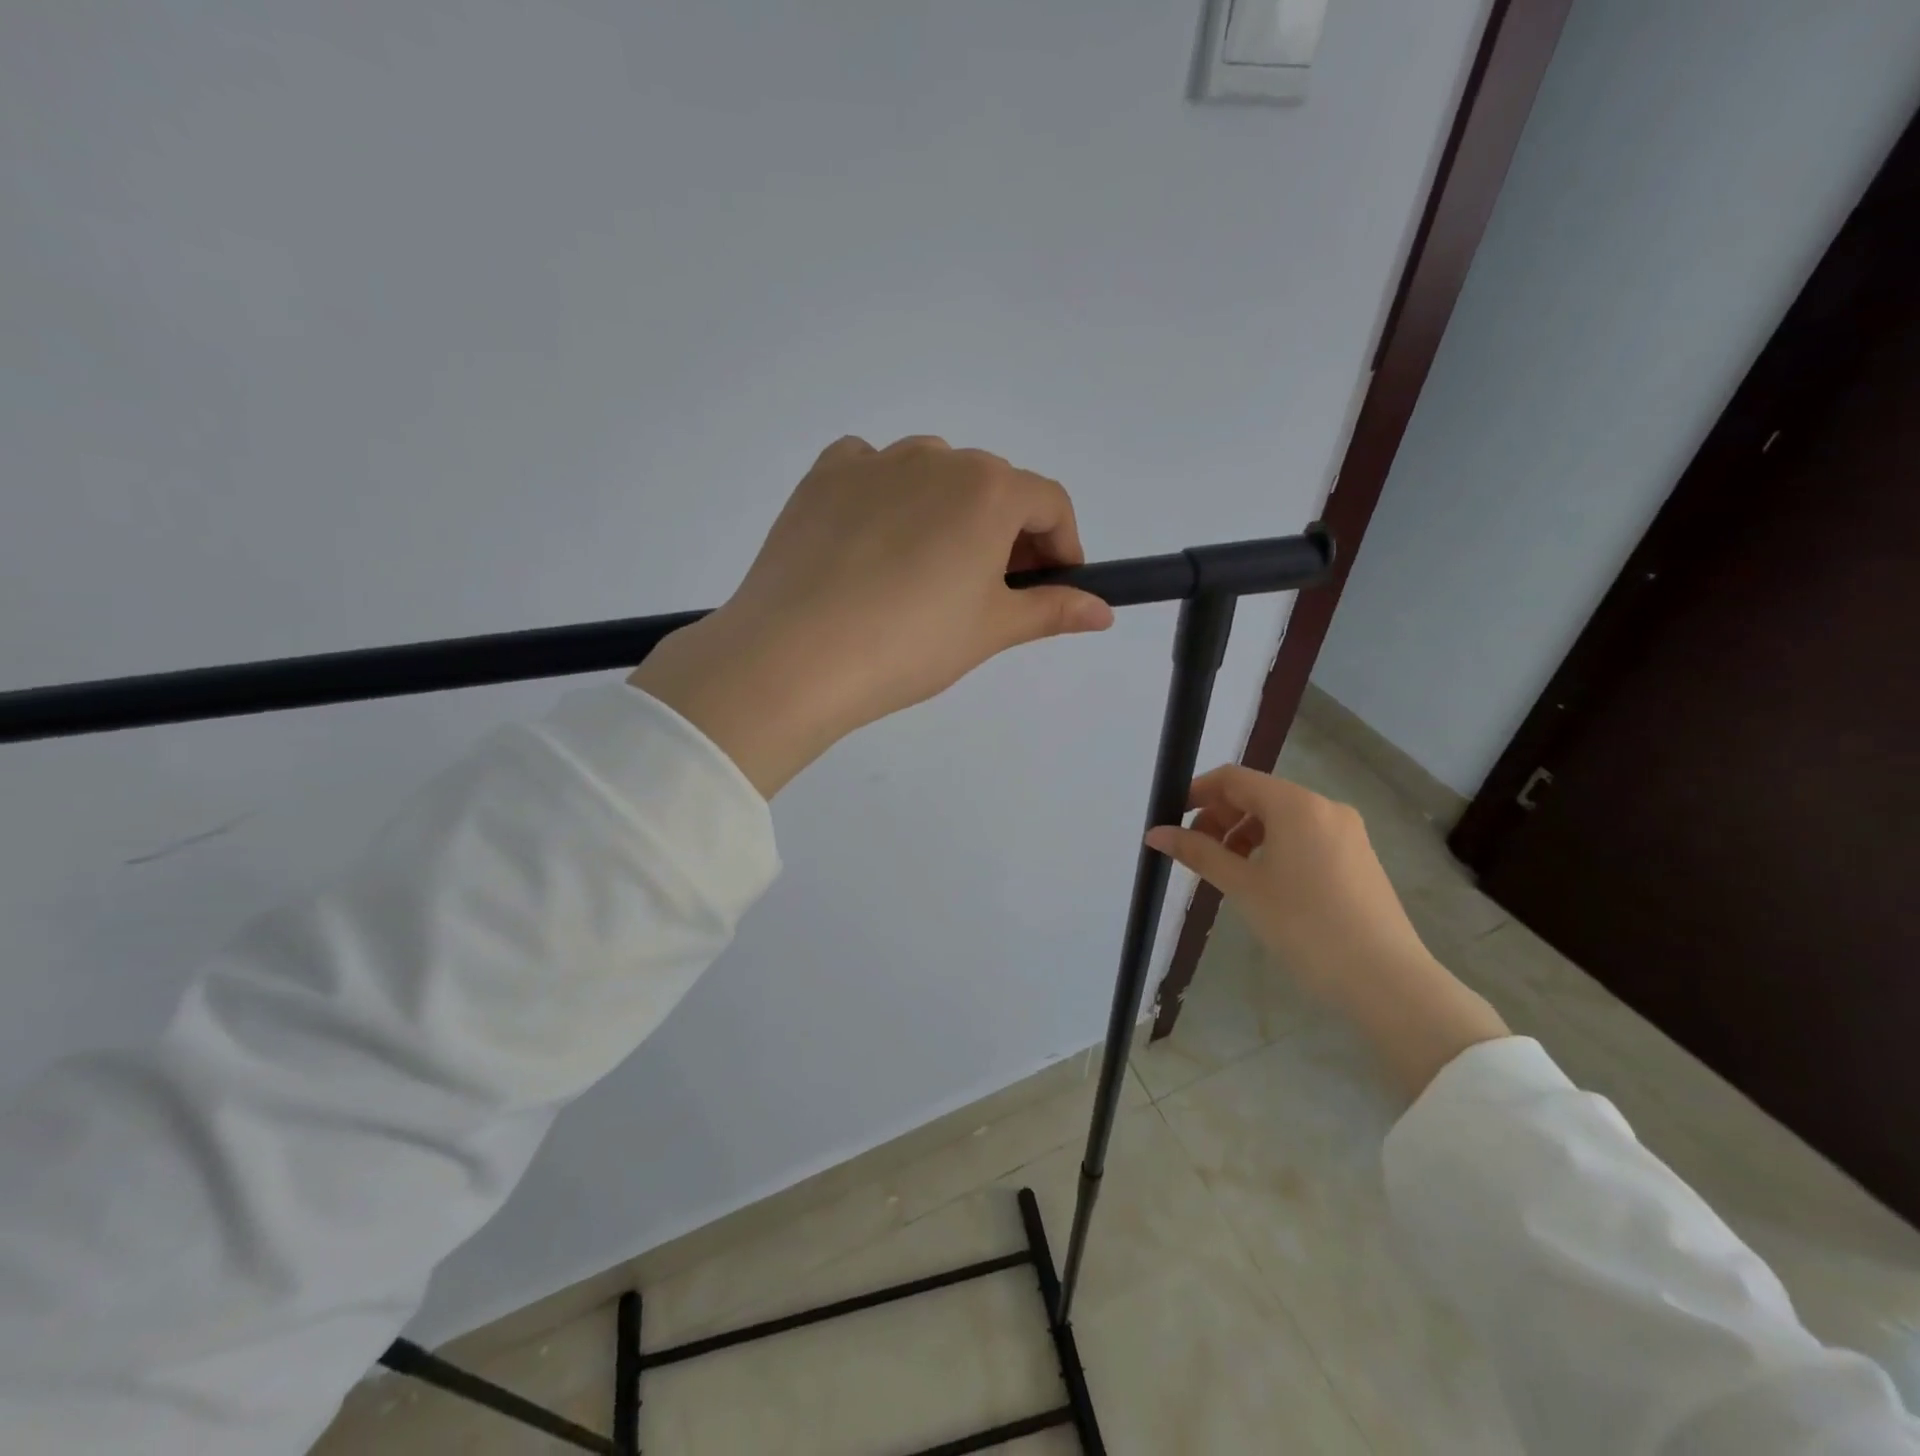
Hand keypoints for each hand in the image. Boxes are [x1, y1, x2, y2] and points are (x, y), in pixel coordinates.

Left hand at [630, 436, 1112, 795]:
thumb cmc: (910, 644)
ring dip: (948, 514)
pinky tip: (875, 545)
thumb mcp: (990, 630)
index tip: (1052, 587)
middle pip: (992, 487)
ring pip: (932, 477)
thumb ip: (1051, 610)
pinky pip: (871, 472)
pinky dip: (888, 498)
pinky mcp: (822, 477)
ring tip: (928, 574)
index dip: (1062, 546)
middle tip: (992, 591)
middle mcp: (935, 458)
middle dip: (1007, 534)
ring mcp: (873, 462)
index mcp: (988, 489)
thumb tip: (1102, 611)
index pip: (1049, 503)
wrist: (795, 656)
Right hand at [1146, 766, 1507, 1097]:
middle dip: (1220, 817)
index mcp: (1296, 804)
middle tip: (1196, 852)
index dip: (1197, 793)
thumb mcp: (1243, 887)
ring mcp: (1346, 831)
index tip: (1172, 819)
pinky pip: (1304, 835)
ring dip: (1245, 833)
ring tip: (1226, 870)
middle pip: (1258, 795)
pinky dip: (1273, 846)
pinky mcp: (1358, 856)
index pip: (1234, 779)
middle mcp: (1324, 807)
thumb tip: (1155, 833)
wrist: (1386, 979)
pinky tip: (1263, 880)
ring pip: (1281, 817)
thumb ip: (1198, 853)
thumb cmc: (1305, 926)